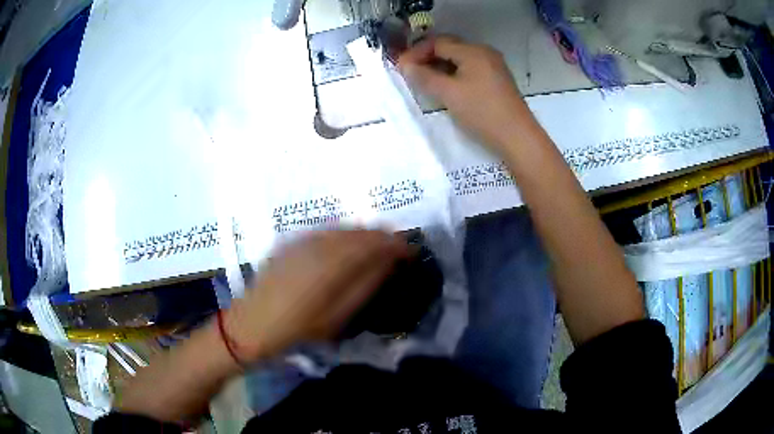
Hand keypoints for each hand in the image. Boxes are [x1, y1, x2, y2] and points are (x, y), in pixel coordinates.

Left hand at [223, 230, 410, 361]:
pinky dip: (345, 237)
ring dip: (365, 236)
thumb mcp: (337, 316)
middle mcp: (318, 242)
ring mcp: (303, 239)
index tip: (412, 252)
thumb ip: (365, 286)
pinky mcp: (292, 242)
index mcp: (332, 262)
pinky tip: (349, 249)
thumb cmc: (297, 329)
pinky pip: (328, 232)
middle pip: (360, 231)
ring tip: (379, 250)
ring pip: (344, 229)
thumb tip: (389, 263)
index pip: (374, 243)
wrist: (250, 325)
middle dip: (383, 238)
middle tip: (398, 251)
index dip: (397, 245)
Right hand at [398, 36, 530, 152]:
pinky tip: (446, 88)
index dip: (417, 52)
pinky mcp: (497, 81)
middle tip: (411, 73)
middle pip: (450, 48)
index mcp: (473, 51)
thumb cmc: (482, 112)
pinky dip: (454, 74)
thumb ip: (424, 77)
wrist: (518, 137)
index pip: (438, 42)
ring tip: (425, 81)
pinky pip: (470, 70)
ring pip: (460, 60)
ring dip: (440, 67)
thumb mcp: (449, 94)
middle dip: (428, 58)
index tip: (401, 67)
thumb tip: (405, 65)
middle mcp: (484, 53)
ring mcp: (493, 67)